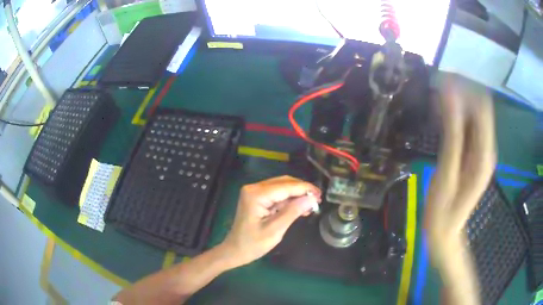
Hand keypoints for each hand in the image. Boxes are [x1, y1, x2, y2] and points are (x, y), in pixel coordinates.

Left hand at [220, 176, 320, 267]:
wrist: (235, 250)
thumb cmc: (253, 244)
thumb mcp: (275, 230)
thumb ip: (293, 212)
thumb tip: (311, 199)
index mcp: (256, 194)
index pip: (286, 186)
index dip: (305, 189)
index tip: (320, 194)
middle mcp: (254, 188)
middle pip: (284, 183)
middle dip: (302, 190)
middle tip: (318, 199)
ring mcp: (254, 192)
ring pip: (282, 187)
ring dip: (296, 195)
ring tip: (311, 205)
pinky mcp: (257, 198)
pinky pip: (276, 194)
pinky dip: (289, 200)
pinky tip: (300, 207)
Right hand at [425, 74, 495, 304]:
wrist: (445, 232)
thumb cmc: (444, 207)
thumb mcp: (447, 171)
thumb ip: (452, 132)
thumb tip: (449, 95)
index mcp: (484, 151)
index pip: (482, 106)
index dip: (466, 88)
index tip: (443, 79)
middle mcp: (486, 147)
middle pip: (478, 108)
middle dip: (460, 93)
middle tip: (436, 87)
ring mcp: (480, 151)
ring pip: (473, 116)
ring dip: (457, 104)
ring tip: (436, 98)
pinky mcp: (473, 155)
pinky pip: (468, 128)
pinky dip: (456, 117)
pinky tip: (441, 116)